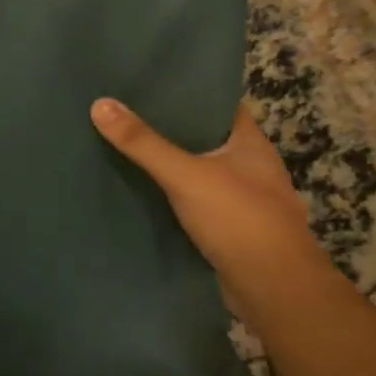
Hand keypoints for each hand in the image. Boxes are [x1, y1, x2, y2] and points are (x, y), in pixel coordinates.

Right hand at [91, 98, 331, 319]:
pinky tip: (144, 193)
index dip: (188, 92)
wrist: (275, 291)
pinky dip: (174, 197)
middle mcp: (251, 166)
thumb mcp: (185, 174)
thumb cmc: (239, 219)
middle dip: (171, 129)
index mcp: (250, 142)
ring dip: (172, 165)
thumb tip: (99, 103)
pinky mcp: (232, 230)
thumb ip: (143, 143)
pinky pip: (197, 203)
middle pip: (205, 138)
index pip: (218, 104)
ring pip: (200, 172)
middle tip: (127, 114)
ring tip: (128, 148)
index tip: (150, 84)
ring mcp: (244, 200)